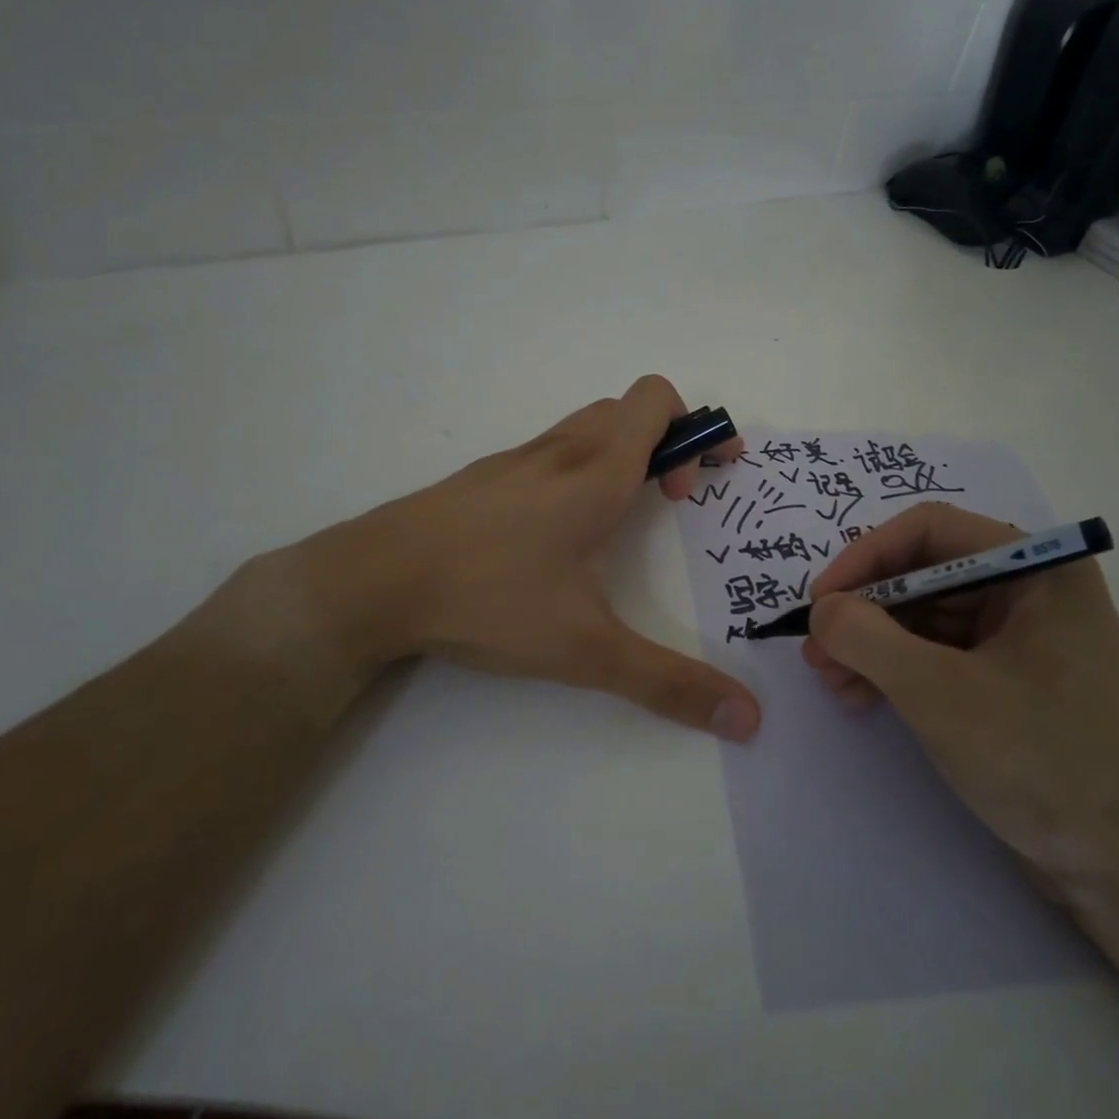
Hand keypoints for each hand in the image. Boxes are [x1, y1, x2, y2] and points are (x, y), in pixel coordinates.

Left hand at [218, 376, 762, 740]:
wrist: (371, 580)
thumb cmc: (488, 599)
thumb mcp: (586, 649)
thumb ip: (668, 682)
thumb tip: (747, 718)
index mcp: (596, 473)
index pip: (657, 400)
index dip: (699, 425)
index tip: (708, 478)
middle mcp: (561, 451)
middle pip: (629, 409)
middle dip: (668, 442)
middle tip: (671, 501)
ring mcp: (518, 458)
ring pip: (589, 426)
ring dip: (624, 453)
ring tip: (621, 517)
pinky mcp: (486, 477)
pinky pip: (552, 450)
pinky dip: (581, 468)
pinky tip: (560, 534)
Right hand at [801, 504, 1118, 880]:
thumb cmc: (1039, 760)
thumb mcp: (938, 693)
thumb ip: (867, 638)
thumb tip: (821, 610)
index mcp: (1037, 568)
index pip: (930, 530)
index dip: (865, 557)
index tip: (820, 600)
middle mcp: (1030, 587)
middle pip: (923, 572)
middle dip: (864, 609)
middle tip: (816, 648)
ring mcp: (1021, 633)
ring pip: (924, 614)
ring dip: (872, 641)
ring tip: (830, 679)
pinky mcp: (1008, 675)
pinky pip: (938, 650)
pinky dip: (895, 666)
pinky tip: (860, 695)